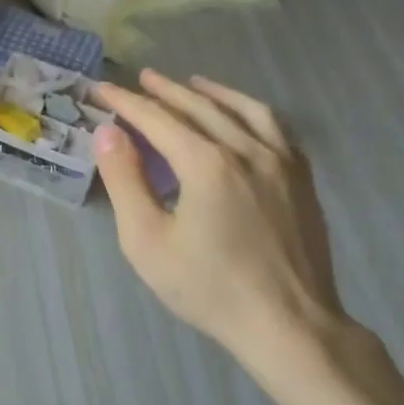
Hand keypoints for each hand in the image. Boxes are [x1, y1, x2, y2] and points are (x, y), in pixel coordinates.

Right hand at [92, 69, 353, 388]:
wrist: (289, 325)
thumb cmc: (209, 287)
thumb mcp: (147, 240)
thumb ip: (125, 181)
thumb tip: (108, 133)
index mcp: (206, 163)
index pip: (156, 118)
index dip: (125, 102)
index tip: (101, 90)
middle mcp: (246, 149)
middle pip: (199, 106)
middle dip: (164, 91)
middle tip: (139, 80)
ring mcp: (281, 162)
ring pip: (243, 110)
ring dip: (211, 92)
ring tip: (191, 83)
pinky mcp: (302, 179)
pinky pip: (275, 128)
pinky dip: (249, 111)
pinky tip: (242, 117)